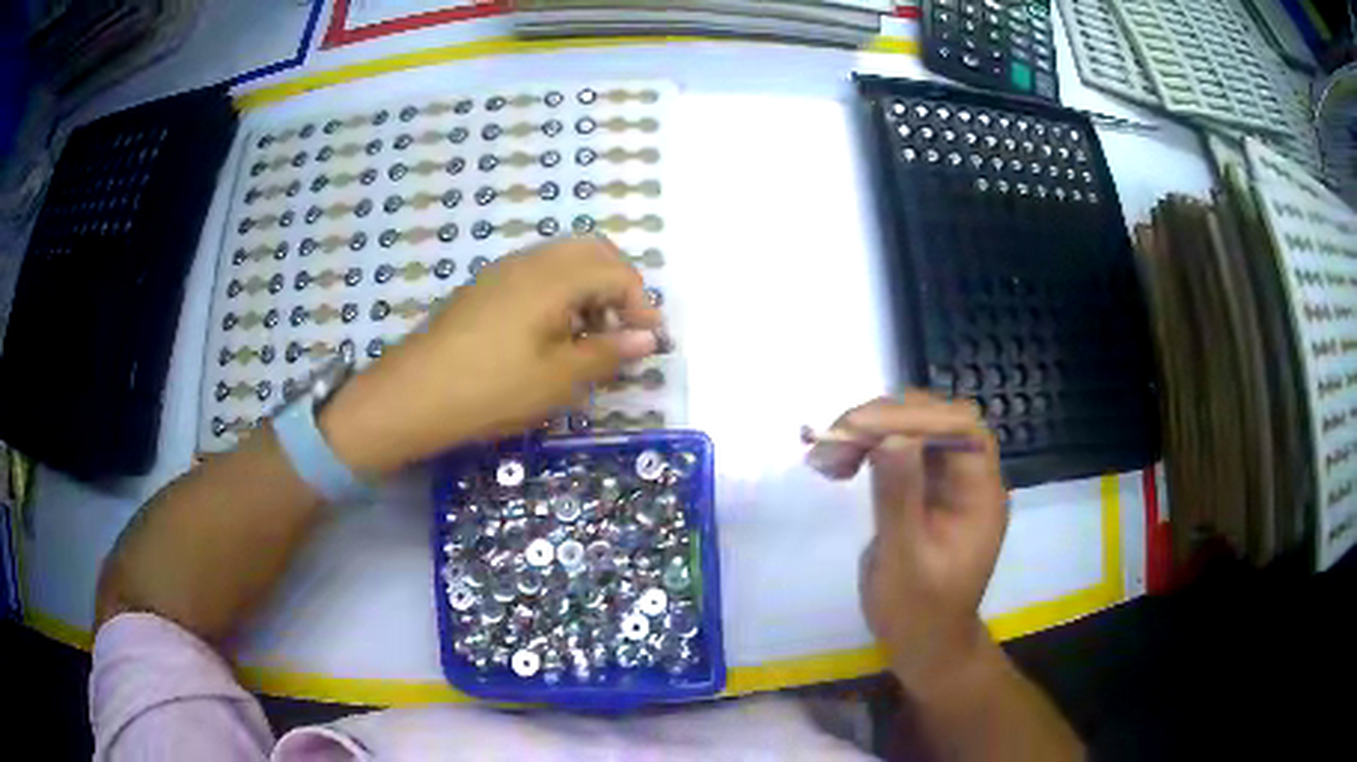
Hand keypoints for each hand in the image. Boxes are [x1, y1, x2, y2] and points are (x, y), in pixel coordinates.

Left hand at [320, 236, 661, 475]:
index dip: (641, 305)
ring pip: (563, 260)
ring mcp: (503, 271)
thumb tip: (647, 340)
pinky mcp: (485, 288)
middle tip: (623, 330)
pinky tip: (551, 336)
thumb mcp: (557, 379)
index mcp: (553, 278)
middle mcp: (530, 261)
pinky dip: (560, 293)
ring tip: (589, 338)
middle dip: (619, 285)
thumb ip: (606, 353)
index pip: (617, 273)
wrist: (414, 395)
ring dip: (589, 288)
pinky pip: (537, 274)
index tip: (648, 344)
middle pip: (592, 251)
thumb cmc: (491, 389)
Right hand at [806, 393, 1008, 694]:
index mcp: (981, 492)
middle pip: (936, 419)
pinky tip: (839, 464)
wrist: (923, 643)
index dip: (911, 415)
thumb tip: (890, 436)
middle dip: (883, 420)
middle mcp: (970, 476)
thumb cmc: (918, 612)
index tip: (855, 428)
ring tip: (827, 457)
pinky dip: (867, 448)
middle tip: (833, 442)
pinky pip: (900, 451)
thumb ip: (899, 498)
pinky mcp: (926, 488)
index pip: (958, 427)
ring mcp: (949, 481)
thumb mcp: (904, 561)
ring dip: (869, 432)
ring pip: (914, 428)